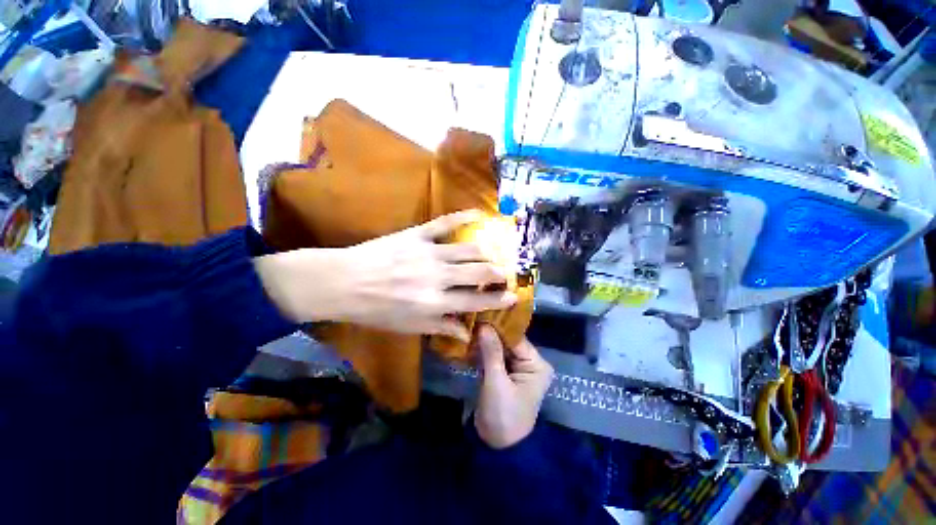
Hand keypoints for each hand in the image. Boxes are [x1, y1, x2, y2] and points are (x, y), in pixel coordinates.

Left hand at [255, 211, 517, 340]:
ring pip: (470, 249)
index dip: (498, 300)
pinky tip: (480, 215)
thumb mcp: (408, 326)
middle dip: (498, 274)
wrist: (343, 282)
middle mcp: (438, 277)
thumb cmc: (376, 310)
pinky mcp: (418, 234)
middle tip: (505, 274)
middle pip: (480, 272)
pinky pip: (446, 222)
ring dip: (486, 252)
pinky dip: (465, 217)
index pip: (476, 301)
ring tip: (493, 255)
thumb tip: (466, 333)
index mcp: (434, 303)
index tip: (513, 297)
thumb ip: (440, 327)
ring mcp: (429, 252)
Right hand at [474, 325, 553, 448]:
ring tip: (468, 326)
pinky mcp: (504, 374)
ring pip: (499, 348)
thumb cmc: (502, 415)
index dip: (498, 326)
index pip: (516, 338)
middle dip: (490, 333)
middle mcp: (529, 363)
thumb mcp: (496, 382)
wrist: (496, 448)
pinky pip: (494, 357)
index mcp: (536, 365)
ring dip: (484, 341)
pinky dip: (482, 351)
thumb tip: (484, 324)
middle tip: (471, 318)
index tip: (481, 313)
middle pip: (508, 341)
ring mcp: (516, 368)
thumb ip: (491, 352)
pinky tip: (469, 341)